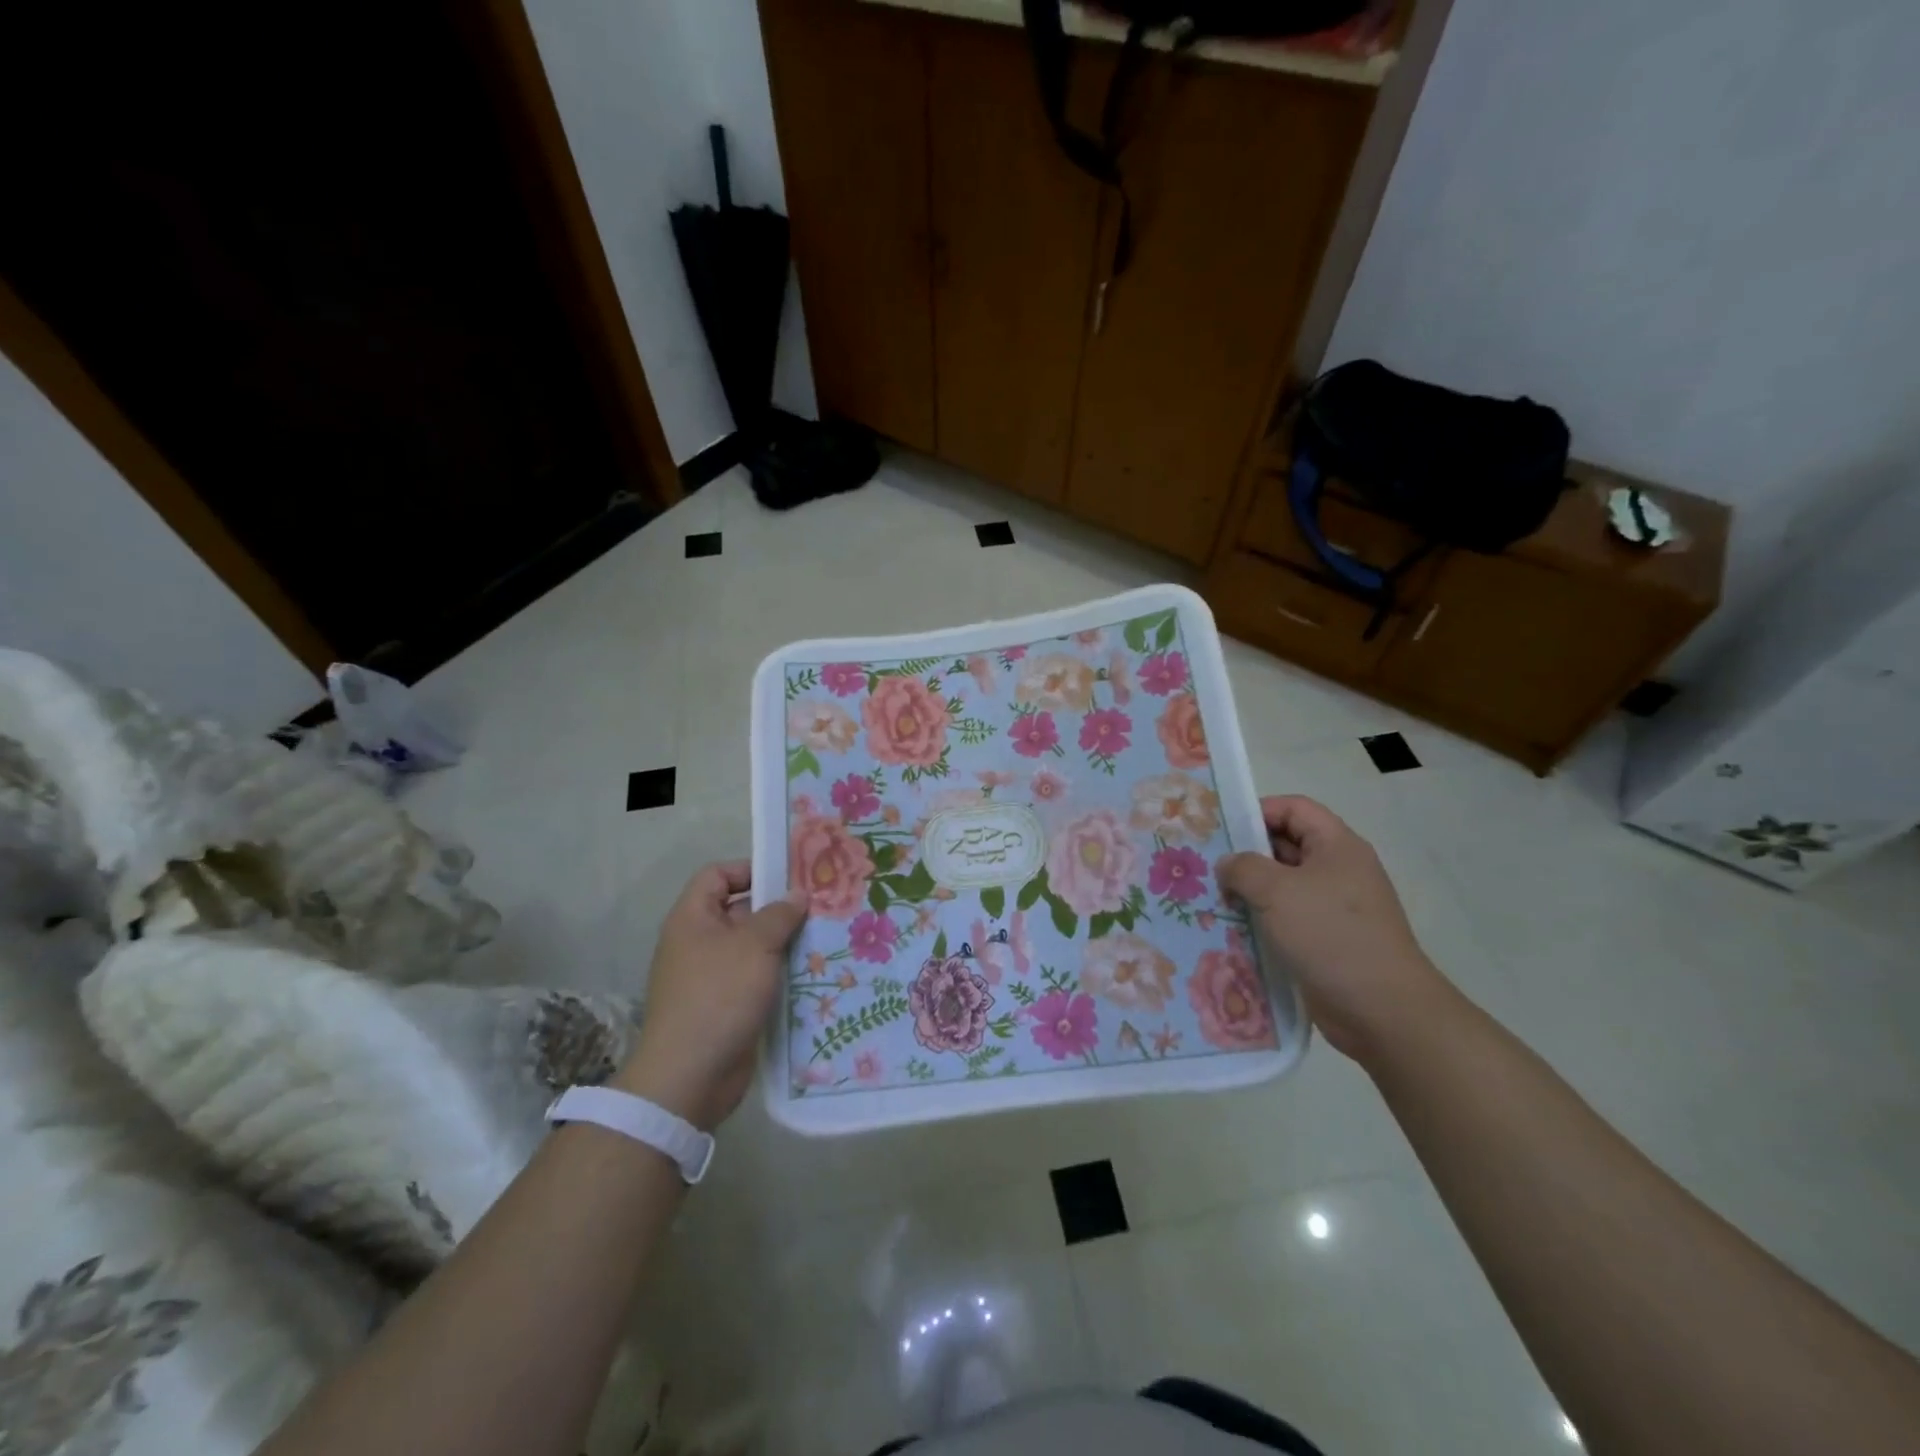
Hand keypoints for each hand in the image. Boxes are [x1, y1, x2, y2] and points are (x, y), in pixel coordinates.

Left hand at [616, 861, 806, 1130]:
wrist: (690, 1076)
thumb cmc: (719, 995)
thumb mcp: (755, 945)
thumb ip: (779, 914)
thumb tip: (797, 896)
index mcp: (693, 918)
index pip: (718, 875)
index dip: (750, 869)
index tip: (789, 877)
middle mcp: (699, 943)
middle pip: (740, 910)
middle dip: (778, 908)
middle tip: (821, 906)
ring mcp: (712, 976)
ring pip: (753, 947)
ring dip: (785, 943)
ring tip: (825, 937)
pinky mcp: (727, 1006)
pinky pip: (757, 978)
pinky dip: (781, 974)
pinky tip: (814, 973)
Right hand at [1215, 796, 1451, 1064]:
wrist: (1383, 1010)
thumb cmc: (1330, 935)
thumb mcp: (1276, 891)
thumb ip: (1243, 867)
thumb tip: (1228, 864)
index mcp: (1337, 846)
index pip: (1294, 808)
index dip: (1258, 811)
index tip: (1222, 830)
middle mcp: (1338, 870)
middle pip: (1286, 846)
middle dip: (1246, 854)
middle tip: (1207, 866)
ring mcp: (1334, 908)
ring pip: (1283, 886)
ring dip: (1249, 891)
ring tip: (1213, 899)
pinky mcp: (1327, 941)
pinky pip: (1287, 919)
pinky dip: (1261, 921)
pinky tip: (1233, 931)